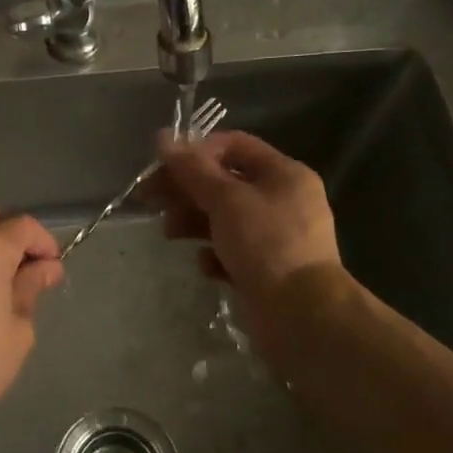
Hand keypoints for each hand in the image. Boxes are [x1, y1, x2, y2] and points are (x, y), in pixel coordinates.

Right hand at [152, 130, 341, 307]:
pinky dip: (215, 254)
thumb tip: (162, 137)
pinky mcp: (267, 269)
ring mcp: (277, 237)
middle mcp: (284, 200)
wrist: (302, 315)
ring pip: (225, 218)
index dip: (197, 151)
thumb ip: (192, 169)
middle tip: (151, 199)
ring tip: (169, 232)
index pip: (235, 145)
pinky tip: (206, 265)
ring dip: (193, 220)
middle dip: (187, 189)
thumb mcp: (225, 200)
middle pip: (225, 182)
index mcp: (285, 174)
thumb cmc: (266, 244)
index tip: (164, 165)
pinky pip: (233, 251)